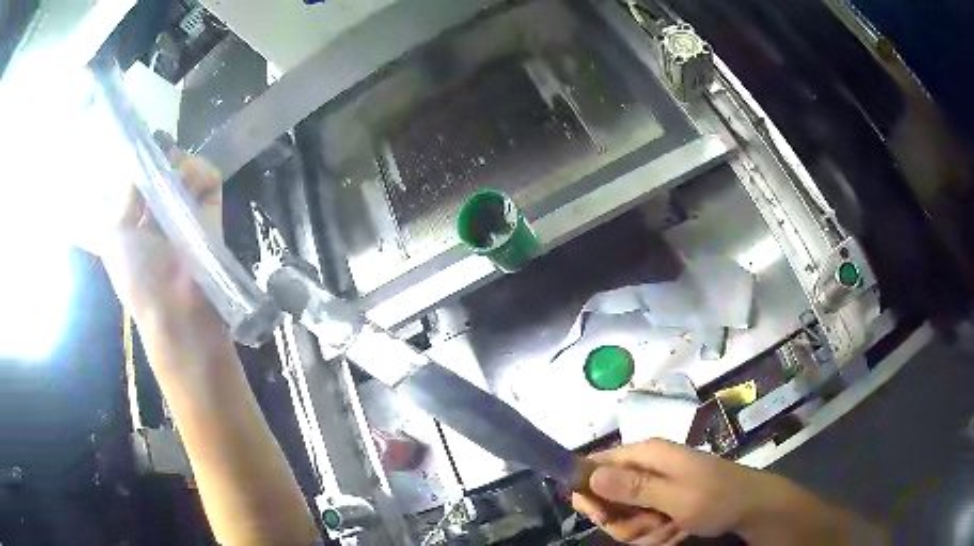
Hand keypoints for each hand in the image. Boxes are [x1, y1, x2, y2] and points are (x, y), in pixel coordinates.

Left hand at [101, 151, 222, 327]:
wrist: (175, 310)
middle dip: (166, 160)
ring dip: (184, 165)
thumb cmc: (137, 276)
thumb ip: (126, 201)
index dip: (146, 164)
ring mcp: (188, 215)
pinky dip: (204, 172)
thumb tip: (141, 170)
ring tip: (179, 173)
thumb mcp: (116, 236)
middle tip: (164, 154)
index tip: (148, 146)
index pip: (143, 185)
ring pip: (189, 172)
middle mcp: (162, 216)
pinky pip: (210, 181)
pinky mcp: (212, 214)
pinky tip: (194, 177)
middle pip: (167, 173)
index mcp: (138, 225)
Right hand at [572, 439, 875, 545]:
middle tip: (648, 527)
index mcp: (648, 454)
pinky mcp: (663, 503)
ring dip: (642, 531)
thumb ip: (634, 487)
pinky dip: (654, 534)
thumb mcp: (676, 496)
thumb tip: (591, 474)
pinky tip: (675, 532)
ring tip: (669, 530)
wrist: (751, 507)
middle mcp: (648, 467)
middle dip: (624, 520)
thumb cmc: (717, 497)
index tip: (594, 514)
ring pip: (624, 516)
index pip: (599, 463)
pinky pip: (641, 524)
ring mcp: (656, 487)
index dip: (588, 488)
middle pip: (608, 497)